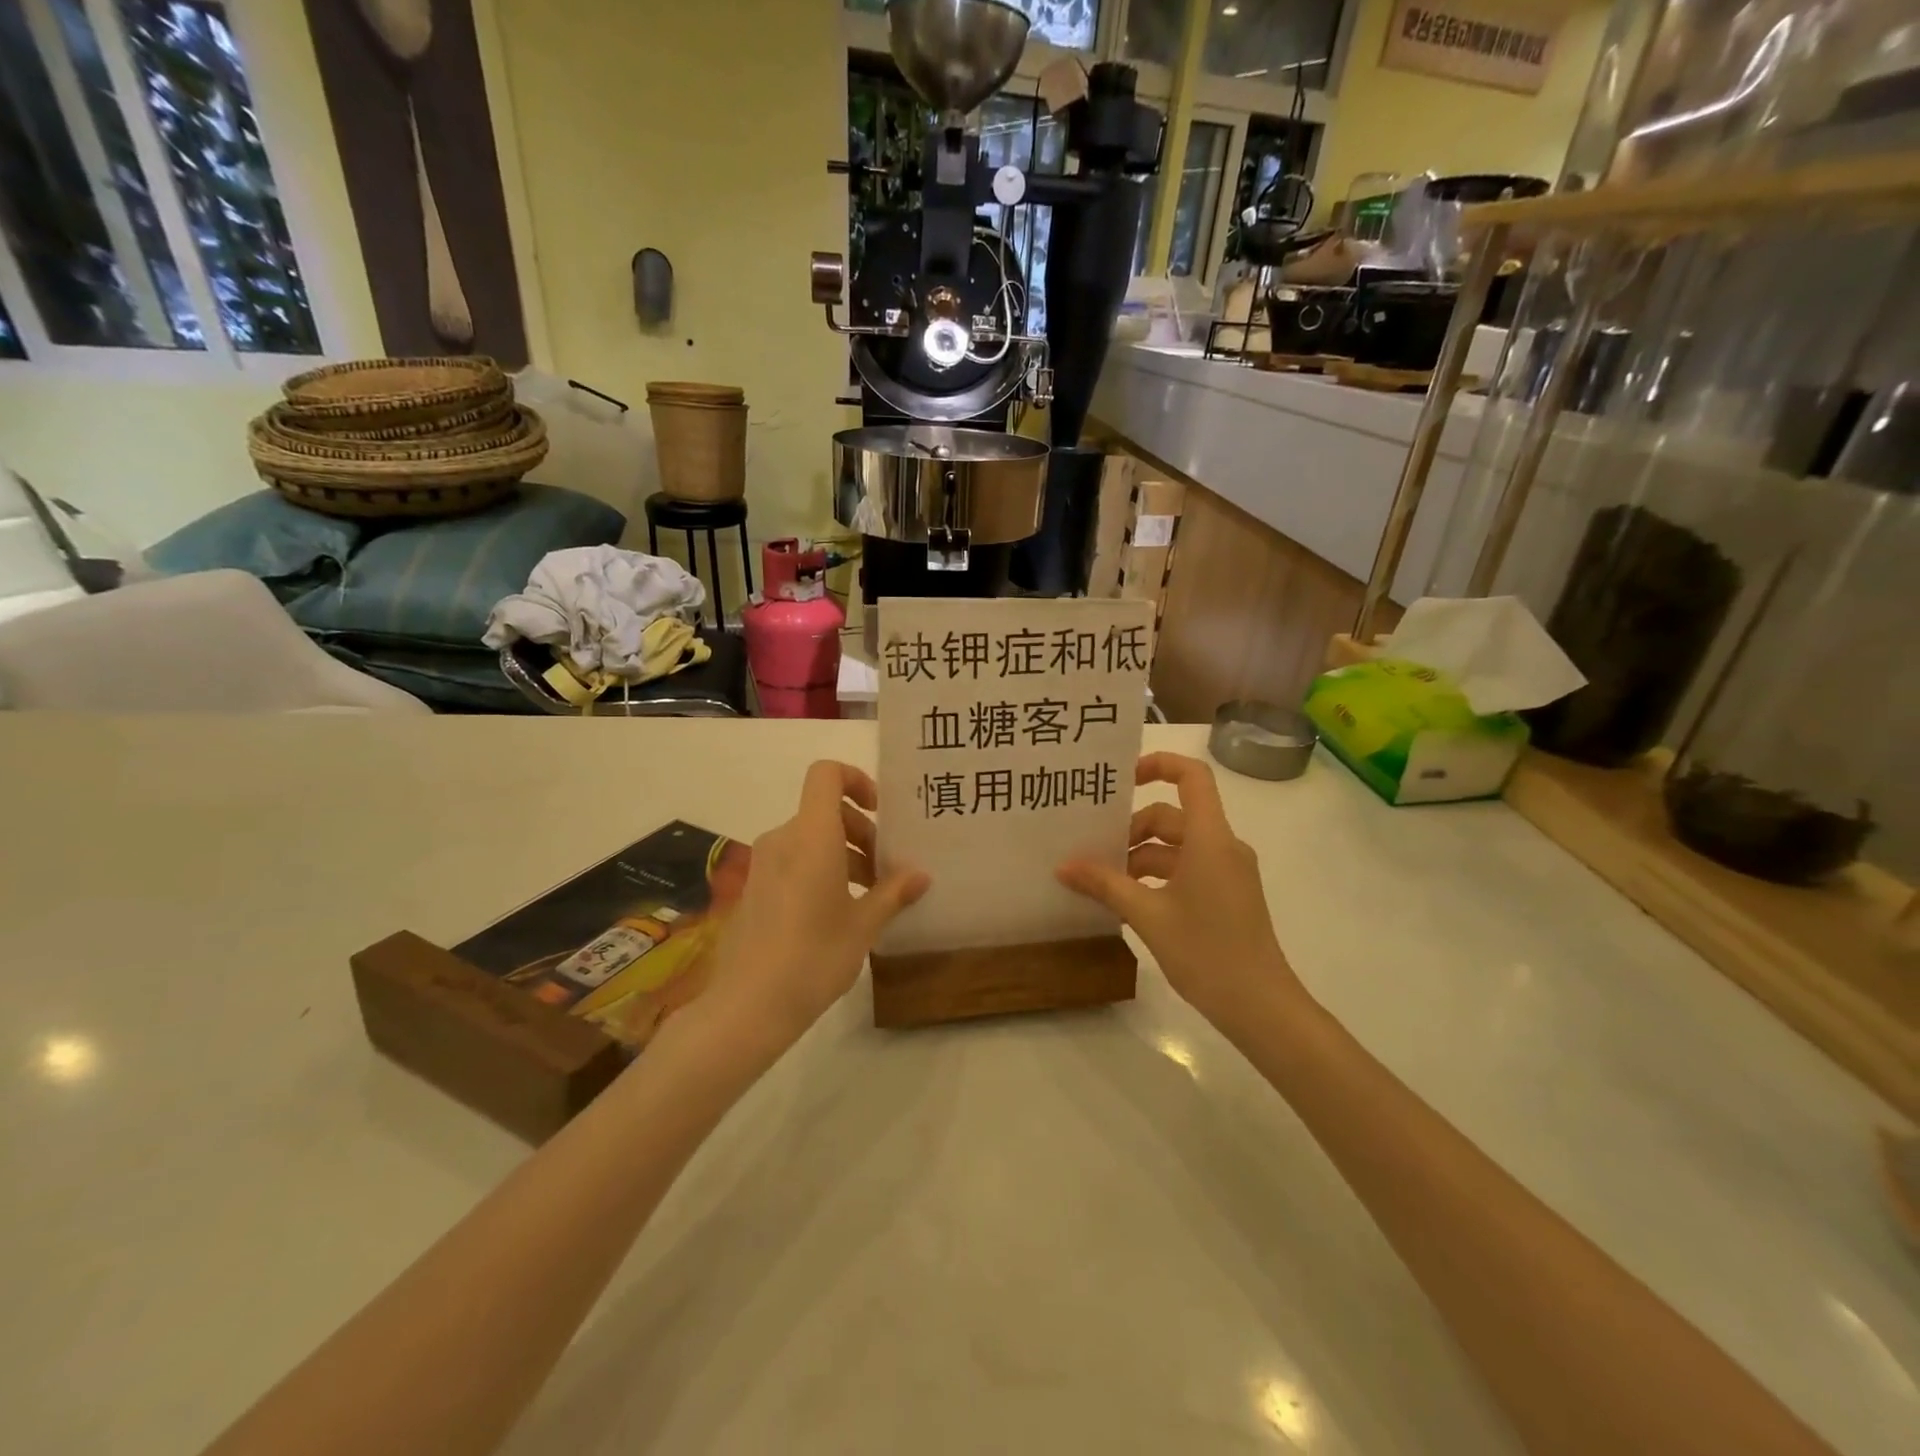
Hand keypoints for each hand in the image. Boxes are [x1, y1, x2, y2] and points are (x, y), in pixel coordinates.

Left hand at [703, 760, 928, 1050]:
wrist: (748, 1006)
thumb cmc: (814, 956)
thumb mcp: (863, 925)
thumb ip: (893, 893)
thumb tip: (921, 875)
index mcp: (811, 836)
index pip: (826, 775)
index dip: (856, 779)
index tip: (880, 812)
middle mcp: (783, 839)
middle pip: (824, 811)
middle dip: (860, 831)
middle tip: (885, 871)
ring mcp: (764, 864)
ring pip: (810, 838)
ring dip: (843, 854)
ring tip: (869, 896)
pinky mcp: (754, 888)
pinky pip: (793, 861)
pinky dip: (820, 870)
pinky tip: (837, 913)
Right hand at [1057, 752, 1301, 1030]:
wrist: (1261, 1007)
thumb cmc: (1207, 952)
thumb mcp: (1148, 915)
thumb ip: (1105, 885)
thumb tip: (1063, 866)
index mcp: (1210, 838)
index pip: (1192, 777)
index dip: (1158, 764)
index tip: (1121, 779)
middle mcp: (1222, 846)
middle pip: (1171, 816)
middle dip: (1131, 830)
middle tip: (1094, 854)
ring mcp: (1227, 871)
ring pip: (1176, 846)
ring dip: (1140, 857)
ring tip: (1103, 883)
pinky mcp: (1227, 894)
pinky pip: (1186, 868)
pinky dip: (1157, 876)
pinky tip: (1128, 902)